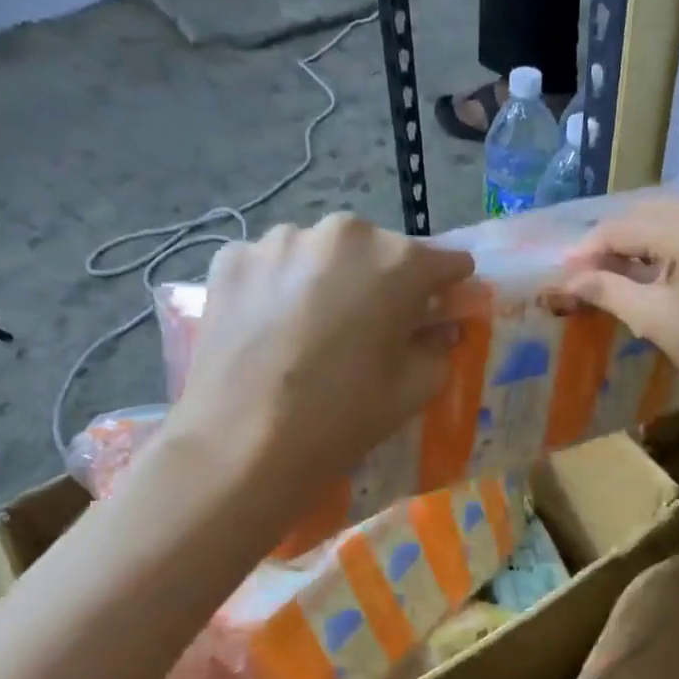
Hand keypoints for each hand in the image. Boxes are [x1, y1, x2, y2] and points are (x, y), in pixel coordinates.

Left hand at [164, 214, 472, 509]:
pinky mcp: (232, 258)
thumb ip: (439, 347)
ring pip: (321, 254)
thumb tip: (438, 329)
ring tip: (311, 329)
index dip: (445, 289)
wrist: (243, 444)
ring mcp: (280, 240)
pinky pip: (272, 265)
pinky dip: (279, 287)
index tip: (435, 313)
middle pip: (378, 252)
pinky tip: (270, 329)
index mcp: (398, 261)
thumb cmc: (343, 417)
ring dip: (327, 280)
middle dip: (381, 283)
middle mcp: (342, 233)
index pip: (446, 261)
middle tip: (367, 329)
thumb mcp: (414, 389)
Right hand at [557, 193, 678, 421]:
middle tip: (588, 271)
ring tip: (623, 270)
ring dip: (648, 239)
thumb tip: (568, 278)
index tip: (565, 271)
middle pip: (653, 213)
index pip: (626, 227)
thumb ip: (608, 290)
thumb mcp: (656, 321)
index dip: (590, 249)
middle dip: (618, 241)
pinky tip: (665, 266)